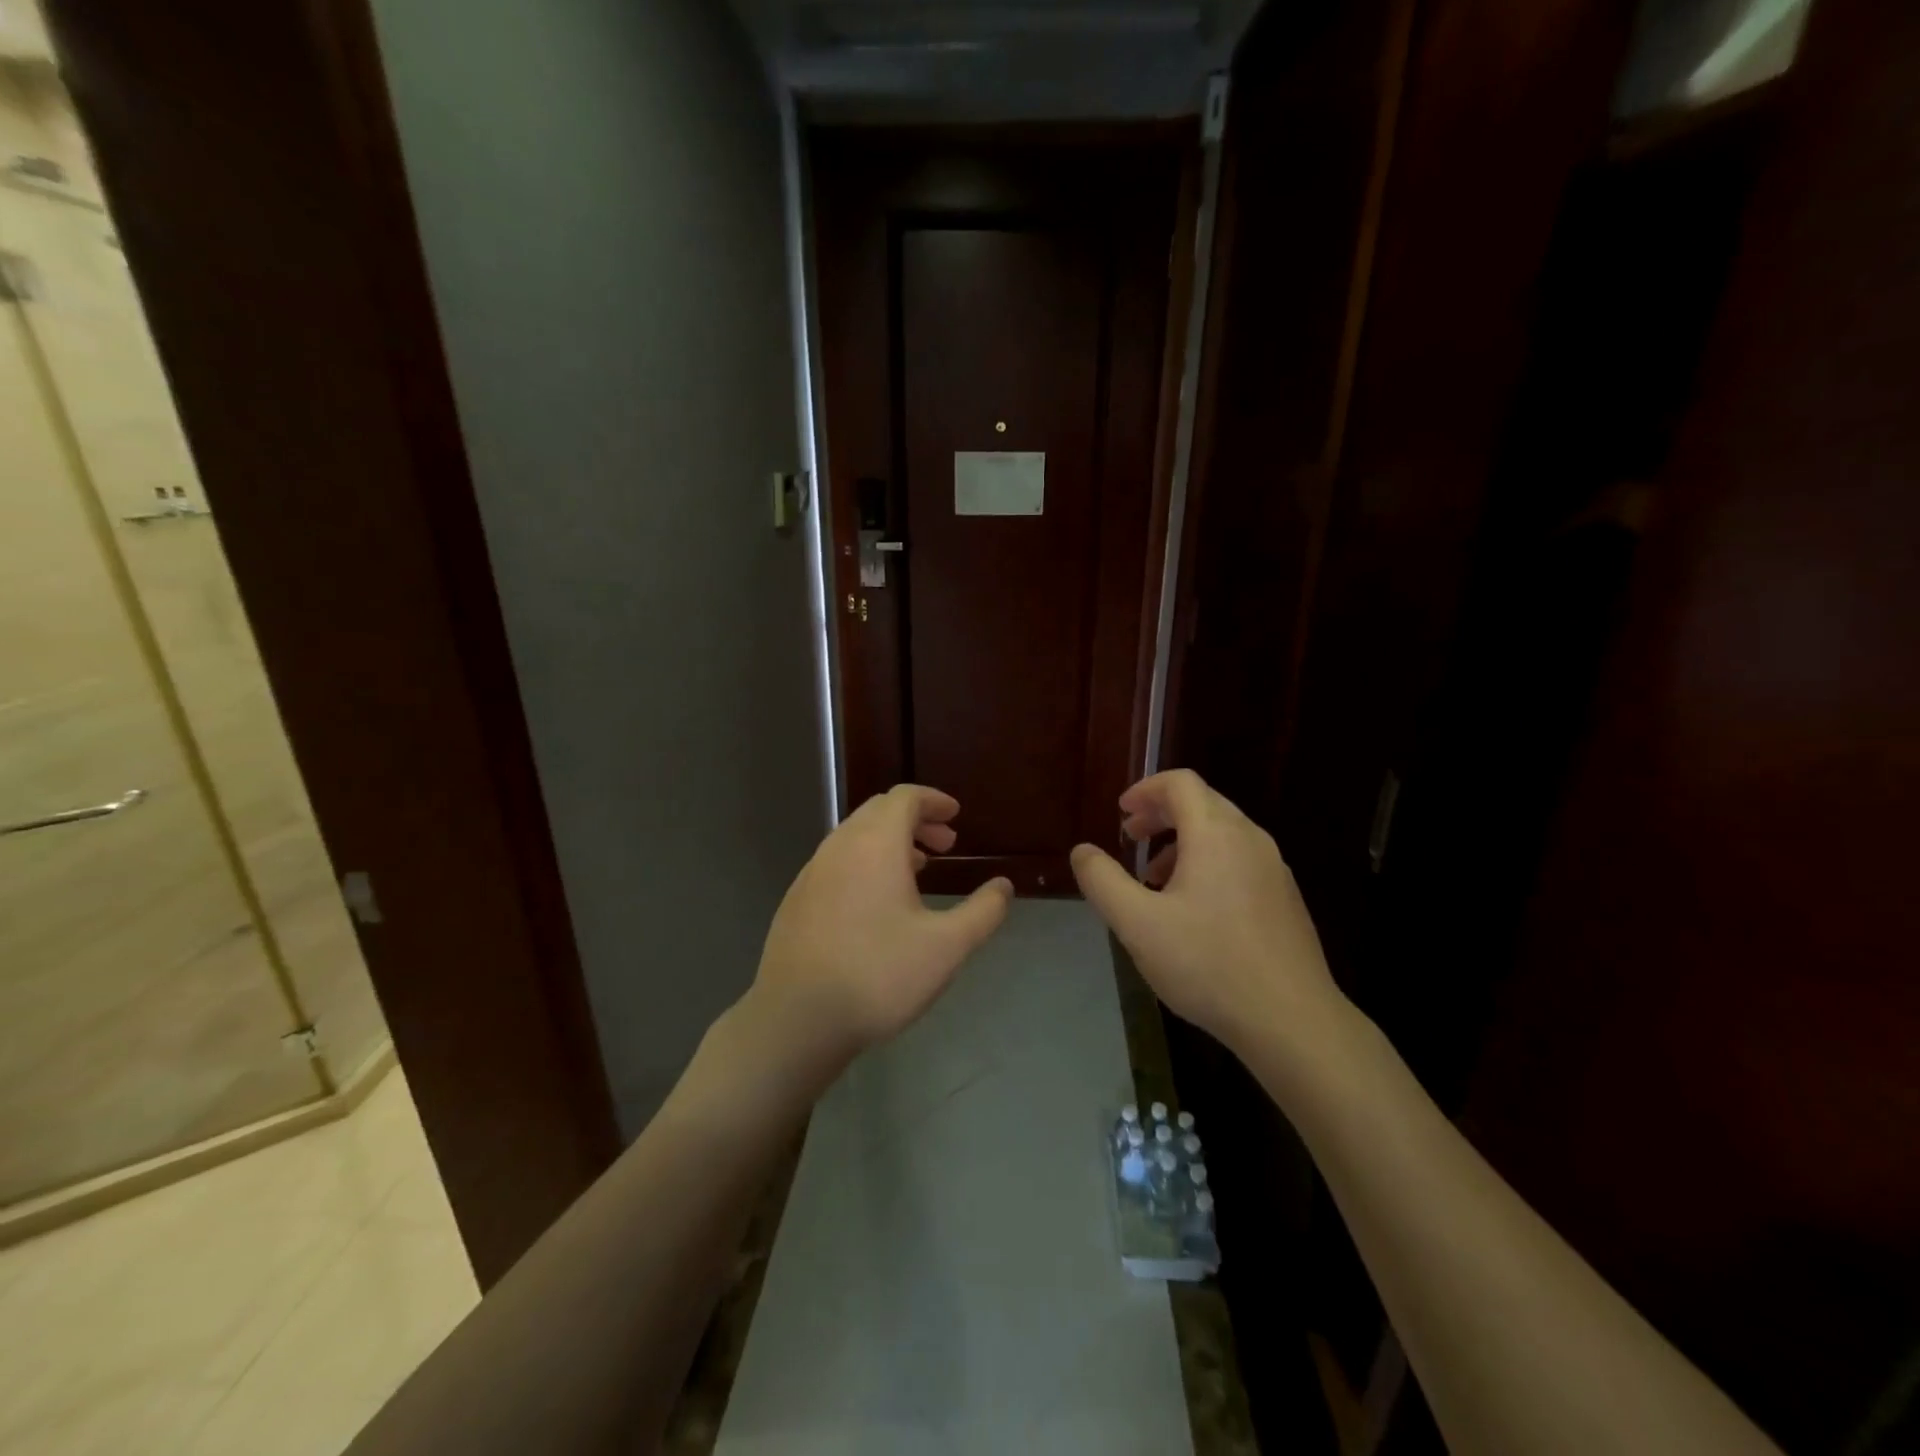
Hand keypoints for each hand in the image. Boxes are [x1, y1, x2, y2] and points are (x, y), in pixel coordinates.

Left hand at [747, 785, 1013, 1068]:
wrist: (797, 1018)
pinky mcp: (797, 898)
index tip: (955, 815)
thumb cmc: (879, 974)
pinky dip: (865, 862)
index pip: (905, 798)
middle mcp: (840, 846)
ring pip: (855, 836)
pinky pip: (837, 861)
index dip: (933, 800)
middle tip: (945, 845)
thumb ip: (982, 912)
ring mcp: (812, 871)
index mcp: (875, 845)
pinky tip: (877, 902)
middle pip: (879, 811)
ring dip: (890, 841)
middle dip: (915, 819)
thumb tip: (1003, 886)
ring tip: (918, 870)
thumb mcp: (946, 947)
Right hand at [1070, 769, 1347, 1062]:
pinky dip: (1208, 863)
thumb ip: (1103, 880)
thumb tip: (1082, 851)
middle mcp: (1250, 839)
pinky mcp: (1285, 899)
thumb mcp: (1137, 924)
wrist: (1292, 1020)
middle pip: (1203, 803)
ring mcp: (1274, 869)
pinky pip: (1240, 860)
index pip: (1180, 783)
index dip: (1145, 790)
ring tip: (1155, 880)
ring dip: (1183, 842)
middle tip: (1130, 838)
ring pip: (1223, 834)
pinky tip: (1193, 911)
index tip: (1121, 813)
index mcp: (1216, 834)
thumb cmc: (1208, 964)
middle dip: (1161, 814)